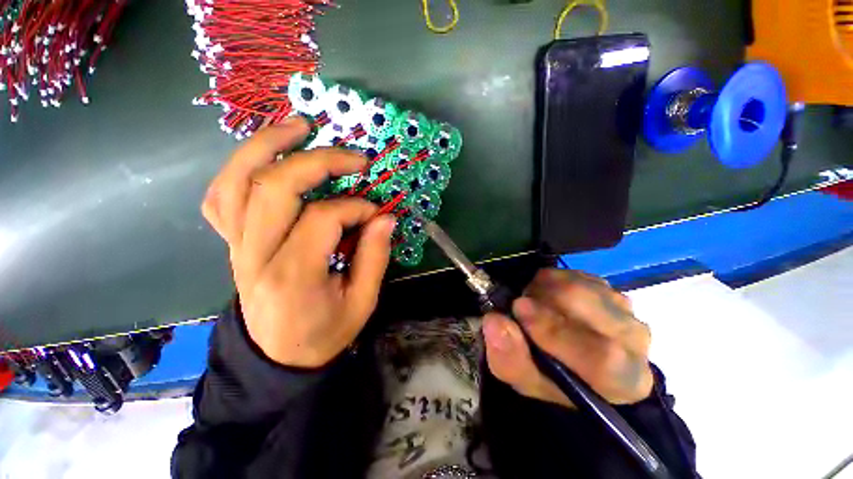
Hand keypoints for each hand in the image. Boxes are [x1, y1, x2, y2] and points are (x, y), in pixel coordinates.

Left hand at [201, 117, 395, 367]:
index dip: (357, 208)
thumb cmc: (325, 333)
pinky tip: (265, 158)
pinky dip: (239, 169)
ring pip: (236, 181)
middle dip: (318, 161)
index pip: (323, 218)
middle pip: (274, 187)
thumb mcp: (362, 302)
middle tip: (353, 156)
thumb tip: (385, 217)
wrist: (279, 356)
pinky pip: (221, 197)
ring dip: (267, 146)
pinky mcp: (231, 244)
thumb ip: (375, 257)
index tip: (377, 214)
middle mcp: (254, 255)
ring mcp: (235, 247)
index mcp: (294, 276)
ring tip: (299, 126)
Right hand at [482, 269, 652, 406]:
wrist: (576, 363)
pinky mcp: (609, 288)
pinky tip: (547, 298)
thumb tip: (494, 321)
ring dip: (544, 288)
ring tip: (533, 304)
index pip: (601, 355)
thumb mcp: (524, 379)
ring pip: (578, 283)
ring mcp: (624, 308)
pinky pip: (574, 274)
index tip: (518, 309)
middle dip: (541, 298)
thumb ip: (510, 357)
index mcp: (623, 380)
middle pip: (586, 304)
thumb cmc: (553, 380)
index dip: (554, 330)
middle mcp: (634, 340)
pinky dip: (551, 281)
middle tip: (519, 307)